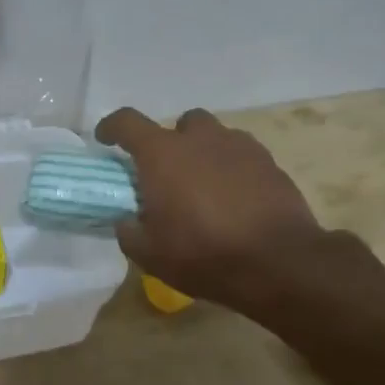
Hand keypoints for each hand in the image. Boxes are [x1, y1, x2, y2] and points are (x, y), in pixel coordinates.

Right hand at [95, 106, 358, 317]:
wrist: (278, 262)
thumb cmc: (203, 254)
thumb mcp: (149, 254)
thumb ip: (129, 231)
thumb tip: (126, 220)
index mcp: (162, 154)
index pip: (127, 122)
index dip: (111, 127)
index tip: (105, 140)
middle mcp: (200, 139)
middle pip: (179, 124)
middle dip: (170, 143)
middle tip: (167, 175)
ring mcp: (239, 146)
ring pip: (214, 136)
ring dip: (204, 153)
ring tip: (204, 187)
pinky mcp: (269, 162)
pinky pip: (242, 155)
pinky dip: (232, 168)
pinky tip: (234, 198)